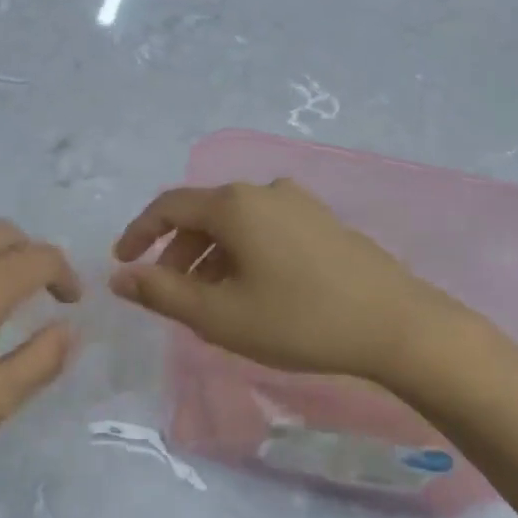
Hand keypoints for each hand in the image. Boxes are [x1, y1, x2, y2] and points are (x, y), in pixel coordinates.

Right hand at [110, 179, 501, 390]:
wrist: (397, 326)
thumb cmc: (298, 320)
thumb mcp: (218, 315)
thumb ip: (161, 293)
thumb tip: (120, 277)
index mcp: (234, 205)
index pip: (168, 206)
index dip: (139, 233)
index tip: (122, 262)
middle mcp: (265, 191)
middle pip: (204, 215)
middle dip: (178, 254)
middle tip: (169, 295)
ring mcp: (300, 204)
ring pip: (236, 226)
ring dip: (211, 258)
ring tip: (210, 302)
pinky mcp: (324, 223)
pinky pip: (266, 231)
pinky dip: (243, 256)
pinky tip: (252, 293)